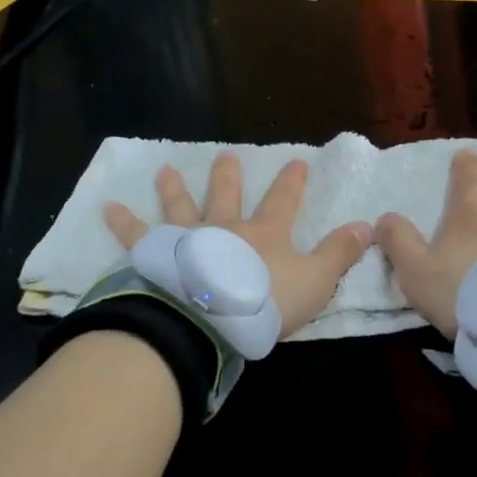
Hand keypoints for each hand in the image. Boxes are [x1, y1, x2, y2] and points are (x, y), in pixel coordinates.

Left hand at [104, 153, 371, 336]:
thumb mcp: (315, 281)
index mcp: (264, 233)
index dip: (292, 181)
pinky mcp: (156, 256)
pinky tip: (107, 208)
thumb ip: (339, 254)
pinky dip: (122, 221)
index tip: (297, 160)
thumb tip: (368, 225)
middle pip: (227, 194)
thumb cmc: (265, 304)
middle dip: (229, 175)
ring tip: (166, 170)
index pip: (284, 200)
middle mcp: (225, 227)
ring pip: (181, 207)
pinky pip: (136, 236)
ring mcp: (188, 238)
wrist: (210, 321)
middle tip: (227, 155)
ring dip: (175, 189)